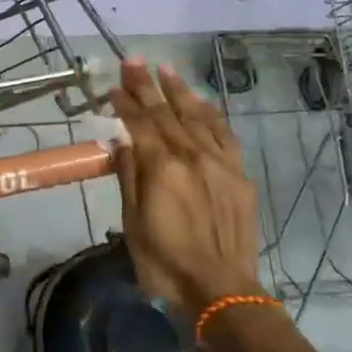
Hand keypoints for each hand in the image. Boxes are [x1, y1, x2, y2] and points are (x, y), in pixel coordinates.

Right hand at [108, 60, 261, 313]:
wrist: (221, 291)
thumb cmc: (165, 263)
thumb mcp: (134, 224)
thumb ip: (129, 177)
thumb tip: (122, 141)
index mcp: (162, 168)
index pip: (139, 124)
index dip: (125, 102)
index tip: (113, 84)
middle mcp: (192, 157)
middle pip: (166, 114)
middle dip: (147, 85)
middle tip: (133, 60)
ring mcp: (220, 164)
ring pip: (197, 117)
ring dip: (180, 92)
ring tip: (165, 70)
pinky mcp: (239, 176)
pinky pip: (224, 135)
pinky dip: (210, 115)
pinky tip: (201, 103)